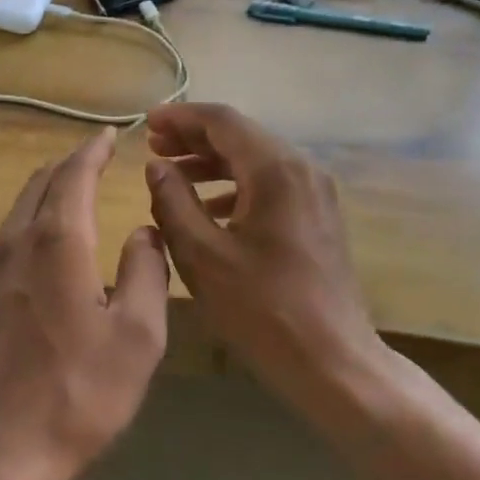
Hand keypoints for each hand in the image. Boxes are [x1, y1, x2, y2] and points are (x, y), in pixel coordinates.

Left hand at [0, 127, 169, 474]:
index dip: (93, 151)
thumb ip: (147, 271)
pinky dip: (30, 217)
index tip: (109, 134)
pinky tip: (42, 237)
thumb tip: (144, 232)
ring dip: (47, 188)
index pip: (74, 175)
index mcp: (58, 242)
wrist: (1, 449)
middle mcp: (17, 242)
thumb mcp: (138, 335)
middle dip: (69, 164)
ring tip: (71, 187)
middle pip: (41, 183)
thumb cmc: (80, 392)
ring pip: (19, 208)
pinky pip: (6, 235)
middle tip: (95, 156)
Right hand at [143, 103, 379, 412]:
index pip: (222, 120)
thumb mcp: (202, 255)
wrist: (333, 362)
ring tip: (171, 174)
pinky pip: (269, 184)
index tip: (146, 124)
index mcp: (275, 170)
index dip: (180, 117)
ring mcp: (314, 192)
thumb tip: (156, 166)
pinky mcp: (317, 215)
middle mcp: (301, 169)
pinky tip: (207, 208)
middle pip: (240, 135)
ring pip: (255, 159)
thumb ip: (172, 202)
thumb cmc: (262, 310)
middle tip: (153, 147)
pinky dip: (234, 186)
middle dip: (194, 138)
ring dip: (212, 162)